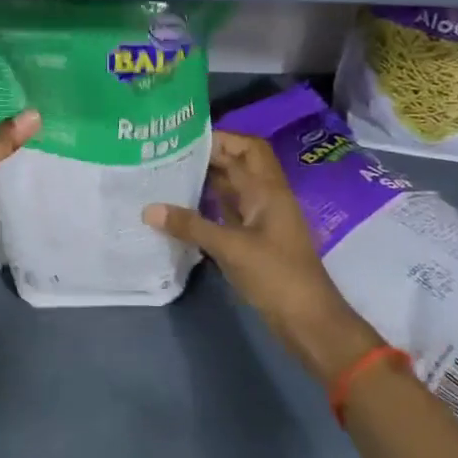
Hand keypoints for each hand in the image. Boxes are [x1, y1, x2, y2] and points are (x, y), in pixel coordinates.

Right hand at [142, 130, 383, 382]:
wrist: (308, 320)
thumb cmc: (276, 276)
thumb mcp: (230, 248)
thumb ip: (190, 226)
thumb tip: (149, 209)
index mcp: (268, 190)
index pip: (243, 149)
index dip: (217, 138)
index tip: (181, 137)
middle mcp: (267, 197)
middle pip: (242, 162)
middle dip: (212, 154)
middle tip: (175, 154)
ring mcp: (263, 219)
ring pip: (236, 186)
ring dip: (210, 178)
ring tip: (172, 173)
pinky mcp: (257, 239)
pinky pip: (232, 210)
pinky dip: (211, 204)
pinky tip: (184, 208)